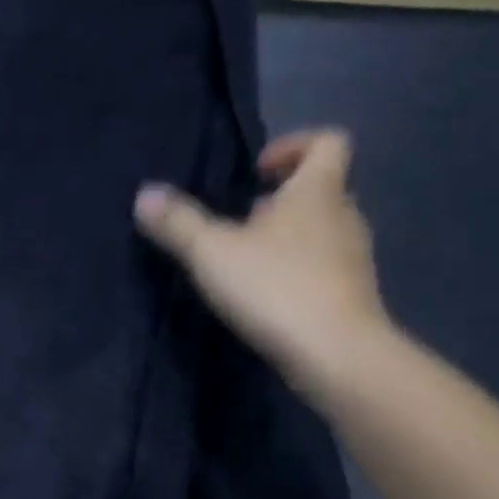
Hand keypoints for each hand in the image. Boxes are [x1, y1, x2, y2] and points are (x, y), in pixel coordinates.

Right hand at [134, 130, 389, 387]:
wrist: (336, 356)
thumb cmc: (276, 288)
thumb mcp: (211, 252)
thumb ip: (177, 222)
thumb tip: (145, 194)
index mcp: (318, 192)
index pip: (327, 142)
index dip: (293, 146)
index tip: (256, 172)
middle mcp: (344, 216)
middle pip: (322, 188)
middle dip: (281, 197)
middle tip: (241, 218)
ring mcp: (353, 259)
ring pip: (322, 230)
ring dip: (286, 236)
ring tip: (245, 260)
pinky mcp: (351, 295)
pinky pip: (323, 267)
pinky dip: (295, 271)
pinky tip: (264, 295)